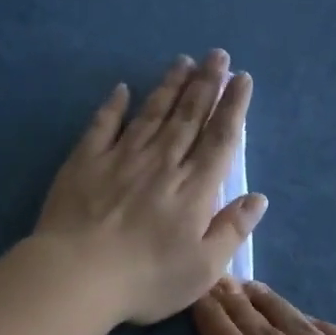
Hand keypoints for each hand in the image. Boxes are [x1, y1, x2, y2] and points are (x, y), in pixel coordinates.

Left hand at [36, 51, 265, 325]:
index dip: (234, 107)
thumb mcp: (203, 268)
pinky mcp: (85, 162)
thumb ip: (232, 230)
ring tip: (184, 61)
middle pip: (188, 117)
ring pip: (152, 113)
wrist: (77, 275)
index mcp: (194, 189)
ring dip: (169, 86)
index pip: (220, 139)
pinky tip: (122, 89)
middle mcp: (162, 163)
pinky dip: (113, 105)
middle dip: (206, 84)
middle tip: (217, 55)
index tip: (242, 79)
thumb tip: (258, 198)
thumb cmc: (146, 279)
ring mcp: (121, 158)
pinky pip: (103, 125)